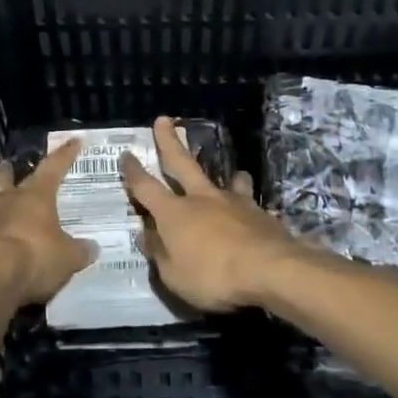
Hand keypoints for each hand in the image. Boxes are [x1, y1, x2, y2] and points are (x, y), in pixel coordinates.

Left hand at [0, 139, 94, 306]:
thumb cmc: (36, 255)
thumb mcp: (68, 257)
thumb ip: (79, 250)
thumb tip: (92, 248)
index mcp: (36, 195)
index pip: (53, 167)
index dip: (65, 154)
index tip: (74, 140)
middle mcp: (9, 201)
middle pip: (6, 179)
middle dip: (9, 172)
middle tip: (8, 166)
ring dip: (0, 204)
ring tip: (6, 208)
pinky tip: (2, 242)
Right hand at [120, 117, 308, 311]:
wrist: (271, 269)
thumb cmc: (214, 276)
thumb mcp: (174, 277)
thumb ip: (160, 254)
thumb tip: (147, 235)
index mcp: (174, 214)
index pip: (146, 187)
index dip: (133, 172)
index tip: (126, 154)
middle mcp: (201, 199)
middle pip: (182, 163)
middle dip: (169, 141)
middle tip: (163, 120)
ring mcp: (233, 202)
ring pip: (226, 180)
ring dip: (226, 176)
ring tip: (233, 175)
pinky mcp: (260, 213)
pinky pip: (249, 202)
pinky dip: (247, 205)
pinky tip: (254, 214)